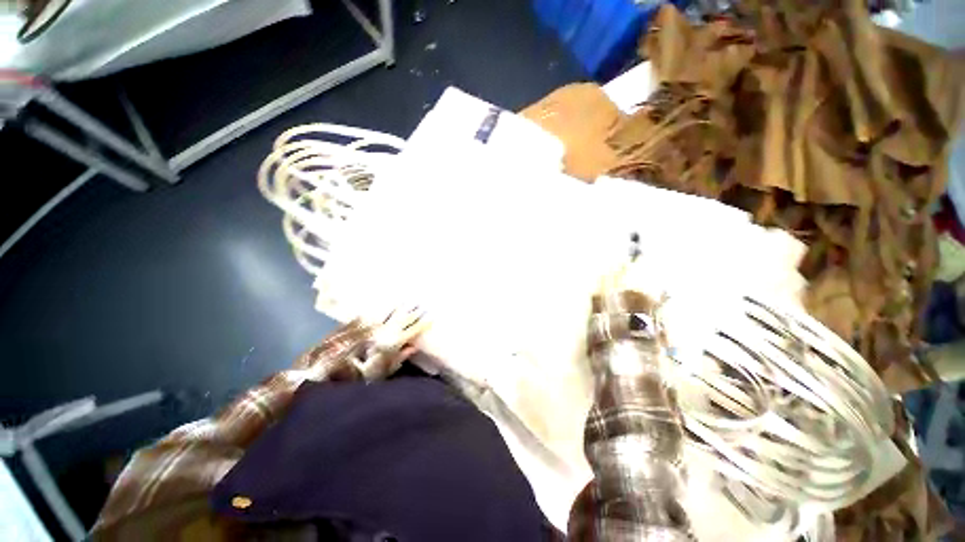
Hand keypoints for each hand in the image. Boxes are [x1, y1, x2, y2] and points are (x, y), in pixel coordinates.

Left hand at [354, 306, 429, 379]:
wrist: (340, 365)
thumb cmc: (365, 373)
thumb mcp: (385, 370)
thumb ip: (400, 358)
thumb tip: (412, 347)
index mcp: (393, 343)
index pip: (412, 331)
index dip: (422, 324)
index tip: (431, 317)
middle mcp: (384, 331)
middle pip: (402, 319)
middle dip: (412, 311)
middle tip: (421, 304)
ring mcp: (373, 325)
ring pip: (390, 313)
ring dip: (400, 307)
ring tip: (408, 301)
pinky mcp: (361, 322)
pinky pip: (376, 313)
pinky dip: (384, 308)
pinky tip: (388, 304)